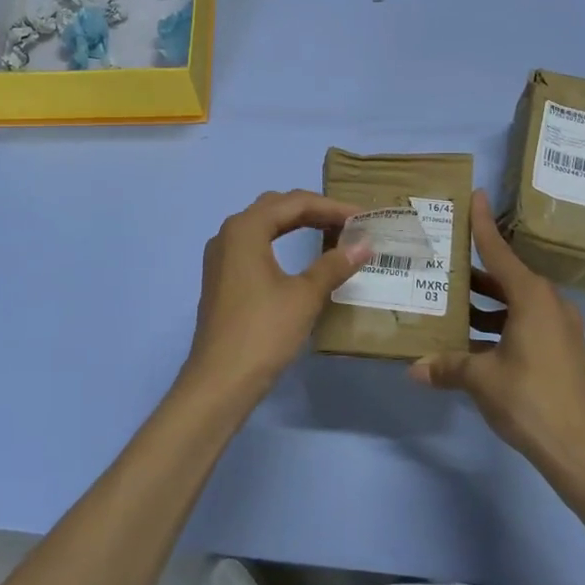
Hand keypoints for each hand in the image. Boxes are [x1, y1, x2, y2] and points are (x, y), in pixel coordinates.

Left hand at [180, 189, 371, 403]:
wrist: (220, 381)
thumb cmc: (263, 332)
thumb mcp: (304, 296)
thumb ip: (334, 265)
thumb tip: (365, 244)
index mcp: (245, 228)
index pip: (294, 202)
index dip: (331, 207)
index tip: (362, 217)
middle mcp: (228, 234)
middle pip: (276, 208)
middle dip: (313, 210)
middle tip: (348, 223)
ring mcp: (221, 257)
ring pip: (263, 226)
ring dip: (296, 224)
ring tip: (330, 234)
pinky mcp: (221, 279)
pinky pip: (255, 246)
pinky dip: (280, 242)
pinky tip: (300, 259)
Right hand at [411, 189, 584, 484]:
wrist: (584, 451)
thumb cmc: (531, 401)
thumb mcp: (482, 380)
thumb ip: (447, 367)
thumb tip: (414, 369)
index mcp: (532, 298)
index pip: (500, 252)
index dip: (483, 224)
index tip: (475, 196)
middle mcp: (549, 305)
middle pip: (506, 277)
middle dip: (475, 272)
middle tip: (443, 261)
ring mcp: (560, 329)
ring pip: (515, 304)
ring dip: (486, 304)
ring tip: (450, 303)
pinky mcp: (562, 352)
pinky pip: (525, 324)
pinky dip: (500, 325)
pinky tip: (472, 342)